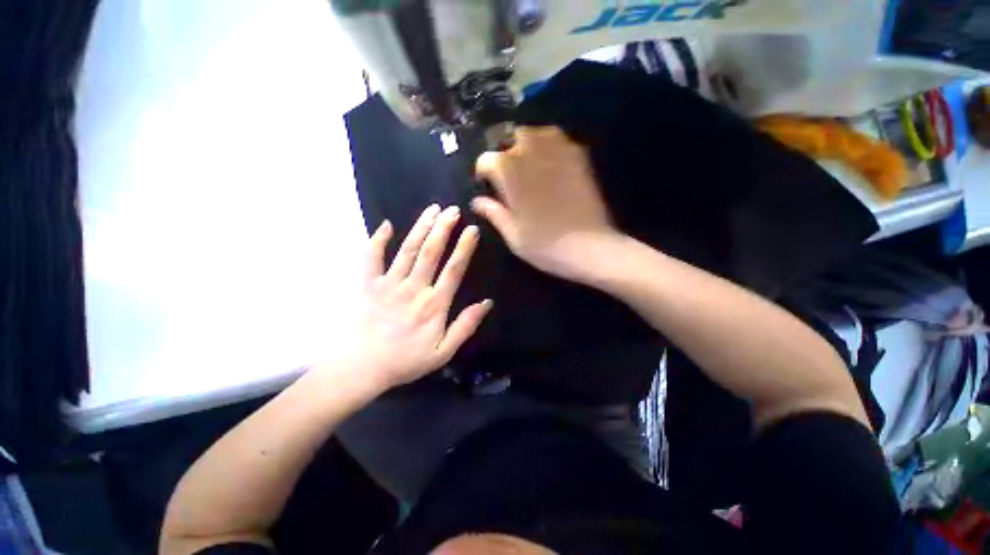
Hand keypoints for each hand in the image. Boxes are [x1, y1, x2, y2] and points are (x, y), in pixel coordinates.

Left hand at [350, 205, 491, 388]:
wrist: (361, 368)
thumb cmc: (405, 361)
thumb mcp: (443, 352)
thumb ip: (465, 326)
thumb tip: (486, 303)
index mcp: (434, 304)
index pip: (454, 270)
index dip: (464, 248)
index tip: (472, 229)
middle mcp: (414, 288)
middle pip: (431, 252)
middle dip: (443, 228)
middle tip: (453, 210)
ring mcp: (389, 284)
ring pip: (408, 249)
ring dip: (421, 227)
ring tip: (433, 209)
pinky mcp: (369, 284)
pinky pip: (372, 257)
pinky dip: (378, 240)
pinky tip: (386, 225)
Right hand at [472, 126, 620, 280]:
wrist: (589, 247)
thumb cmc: (544, 244)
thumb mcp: (512, 234)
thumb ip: (493, 213)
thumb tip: (477, 202)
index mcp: (510, 172)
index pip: (487, 160)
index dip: (483, 172)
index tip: (486, 186)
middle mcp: (532, 154)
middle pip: (512, 138)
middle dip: (506, 152)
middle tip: (509, 175)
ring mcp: (559, 153)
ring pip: (538, 133)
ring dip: (528, 145)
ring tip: (528, 165)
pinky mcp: (580, 159)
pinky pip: (561, 141)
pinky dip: (551, 147)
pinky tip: (550, 165)